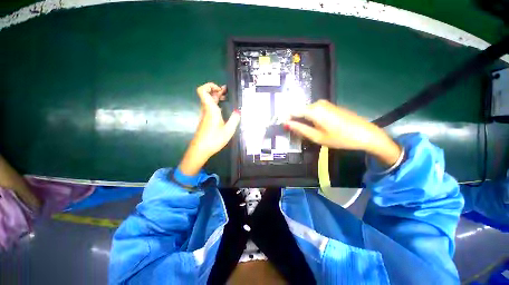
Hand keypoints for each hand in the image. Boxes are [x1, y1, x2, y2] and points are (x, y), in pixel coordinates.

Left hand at [179, 83, 240, 175]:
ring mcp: (205, 115)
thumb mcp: (228, 130)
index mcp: (211, 110)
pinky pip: (210, 108)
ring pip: (209, 101)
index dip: (210, 86)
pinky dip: (216, 104)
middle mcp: (206, 110)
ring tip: (227, 98)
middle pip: (207, 94)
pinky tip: (223, 109)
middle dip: (217, 90)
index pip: (203, 91)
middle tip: (227, 92)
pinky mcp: (205, 120)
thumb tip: (238, 111)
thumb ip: (234, 119)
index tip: (221, 90)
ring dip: (217, 97)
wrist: (200, 150)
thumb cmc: (214, 139)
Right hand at [285, 100, 401, 166]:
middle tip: (296, 134)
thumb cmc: (340, 138)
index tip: (284, 127)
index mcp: (313, 110)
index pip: (292, 111)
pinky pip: (314, 111)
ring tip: (305, 132)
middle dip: (295, 121)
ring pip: (306, 111)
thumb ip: (300, 129)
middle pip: (299, 111)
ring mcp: (325, 104)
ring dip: (303, 121)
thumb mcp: (317, 137)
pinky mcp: (329, 106)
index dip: (286, 119)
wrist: (365, 134)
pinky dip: (310, 119)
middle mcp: (317, 103)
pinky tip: (315, 127)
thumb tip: (286, 124)